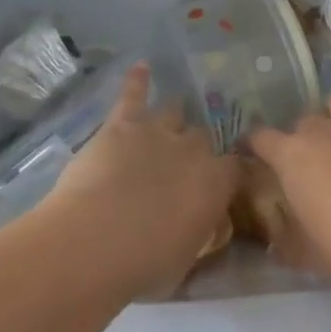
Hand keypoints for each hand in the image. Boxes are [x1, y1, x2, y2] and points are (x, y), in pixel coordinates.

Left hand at [46, 63, 239, 298]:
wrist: (95, 241)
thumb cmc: (144, 265)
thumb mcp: (184, 261)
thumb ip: (196, 235)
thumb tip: (199, 229)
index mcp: (216, 184)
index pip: (235, 168)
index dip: (228, 173)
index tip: (222, 182)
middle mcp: (194, 150)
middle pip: (203, 138)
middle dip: (196, 148)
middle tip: (182, 163)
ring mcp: (158, 132)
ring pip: (174, 112)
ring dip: (173, 114)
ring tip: (172, 112)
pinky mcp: (123, 124)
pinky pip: (133, 94)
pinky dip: (137, 81)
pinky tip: (141, 67)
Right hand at [248, 60, 330, 288]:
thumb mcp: (304, 252)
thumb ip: (285, 240)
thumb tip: (273, 241)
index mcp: (292, 156)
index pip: (261, 139)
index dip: (251, 144)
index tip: (246, 150)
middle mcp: (322, 130)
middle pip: (304, 123)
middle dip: (301, 137)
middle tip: (308, 162)